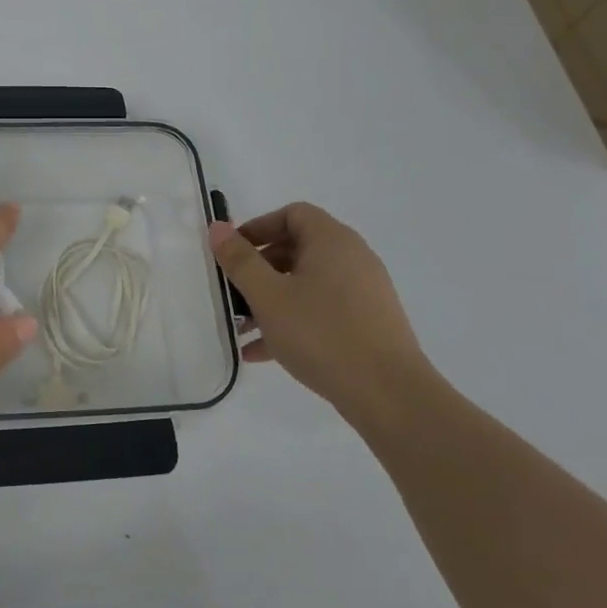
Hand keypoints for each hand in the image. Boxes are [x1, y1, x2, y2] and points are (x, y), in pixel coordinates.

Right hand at [208, 203, 433, 416]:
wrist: (388, 393)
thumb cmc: (321, 334)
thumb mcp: (268, 296)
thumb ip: (240, 260)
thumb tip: (218, 227)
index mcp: (331, 241)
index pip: (292, 214)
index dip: (258, 228)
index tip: (233, 253)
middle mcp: (352, 258)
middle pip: (298, 249)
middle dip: (260, 269)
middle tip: (233, 293)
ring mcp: (363, 292)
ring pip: (307, 284)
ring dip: (272, 299)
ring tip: (242, 328)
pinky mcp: (368, 323)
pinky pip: (322, 310)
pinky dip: (293, 321)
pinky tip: (262, 352)